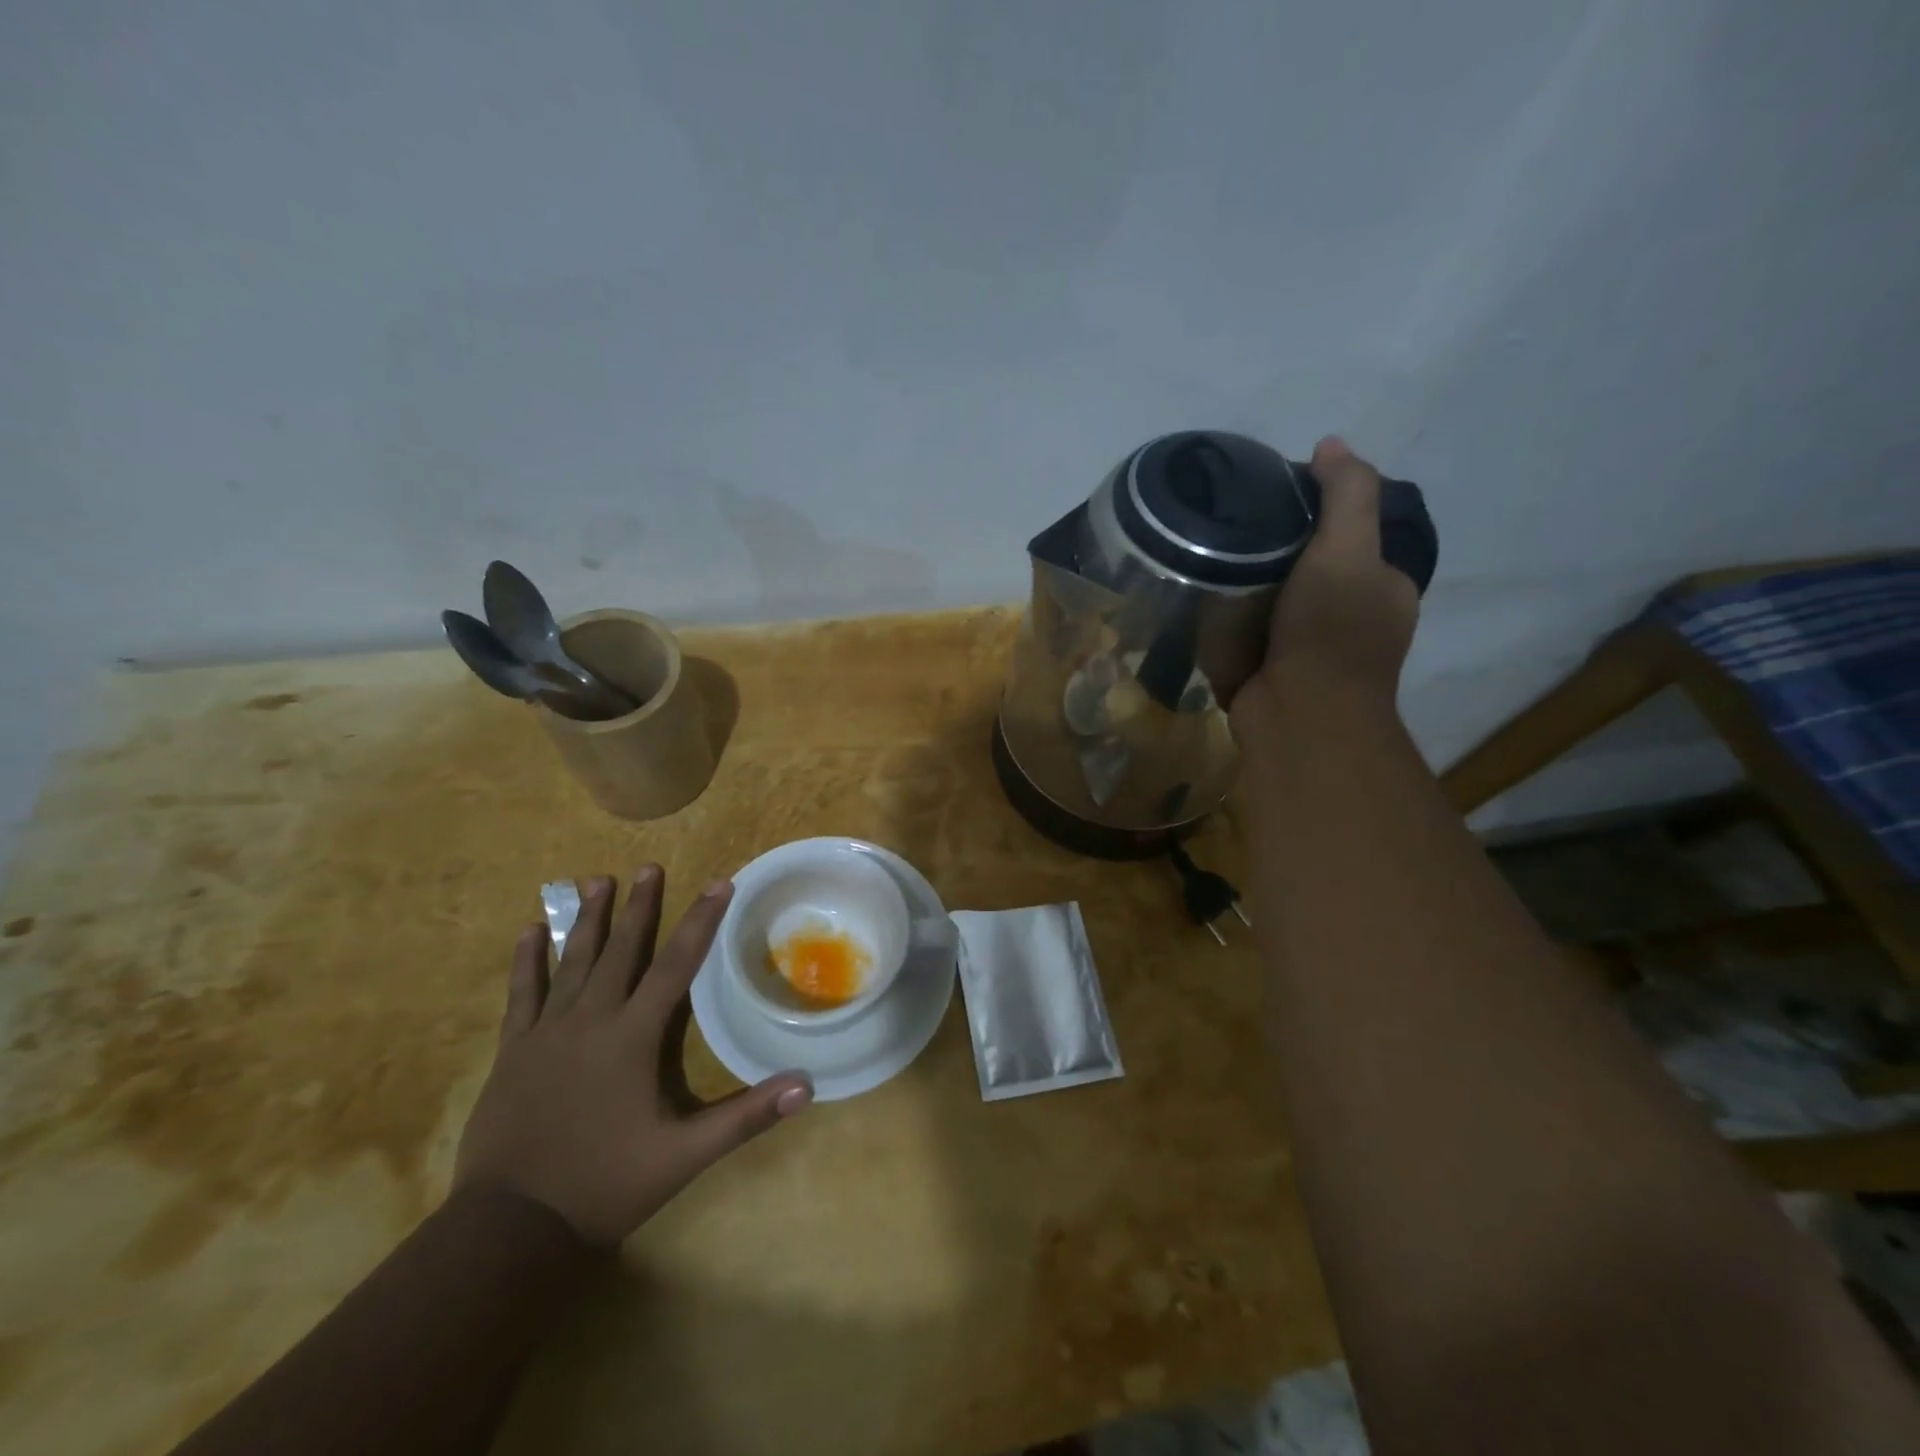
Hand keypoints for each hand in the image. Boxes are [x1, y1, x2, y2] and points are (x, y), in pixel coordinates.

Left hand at [453, 869, 811, 1245]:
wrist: (511, 1228)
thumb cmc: (605, 1184)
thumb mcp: (685, 1155)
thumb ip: (746, 1116)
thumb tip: (807, 1085)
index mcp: (633, 1037)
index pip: (677, 965)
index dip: (701, 922)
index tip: (719, 883)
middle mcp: (591, 1021)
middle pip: (621, 950)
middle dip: (640, 906)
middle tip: (649, 866)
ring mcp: (546, 1033)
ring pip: (571, 962)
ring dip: (587, 919)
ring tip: (596, 880)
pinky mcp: (514, 1051)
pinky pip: (522, 994)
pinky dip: (527, 960)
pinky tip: (529, 931)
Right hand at [1234, 437, 1420, 724]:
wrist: (1297, 716)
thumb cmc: (1330, 631)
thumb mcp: (1349, 549)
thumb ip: (1348, 495)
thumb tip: (1331, 445)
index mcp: (1381, 585)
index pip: (1349, 531)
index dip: (1313, 507)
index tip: (1270, 493)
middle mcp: (1348, 615)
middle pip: (1306, 563)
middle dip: (1273, 546)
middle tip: (1231, 523)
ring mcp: (1305, 646)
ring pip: (1273, 597)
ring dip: (1246, 581)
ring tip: (1207, 552)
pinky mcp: (1267, 668)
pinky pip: (1246, 629)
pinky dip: (1229, 615)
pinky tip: (1202, 595)